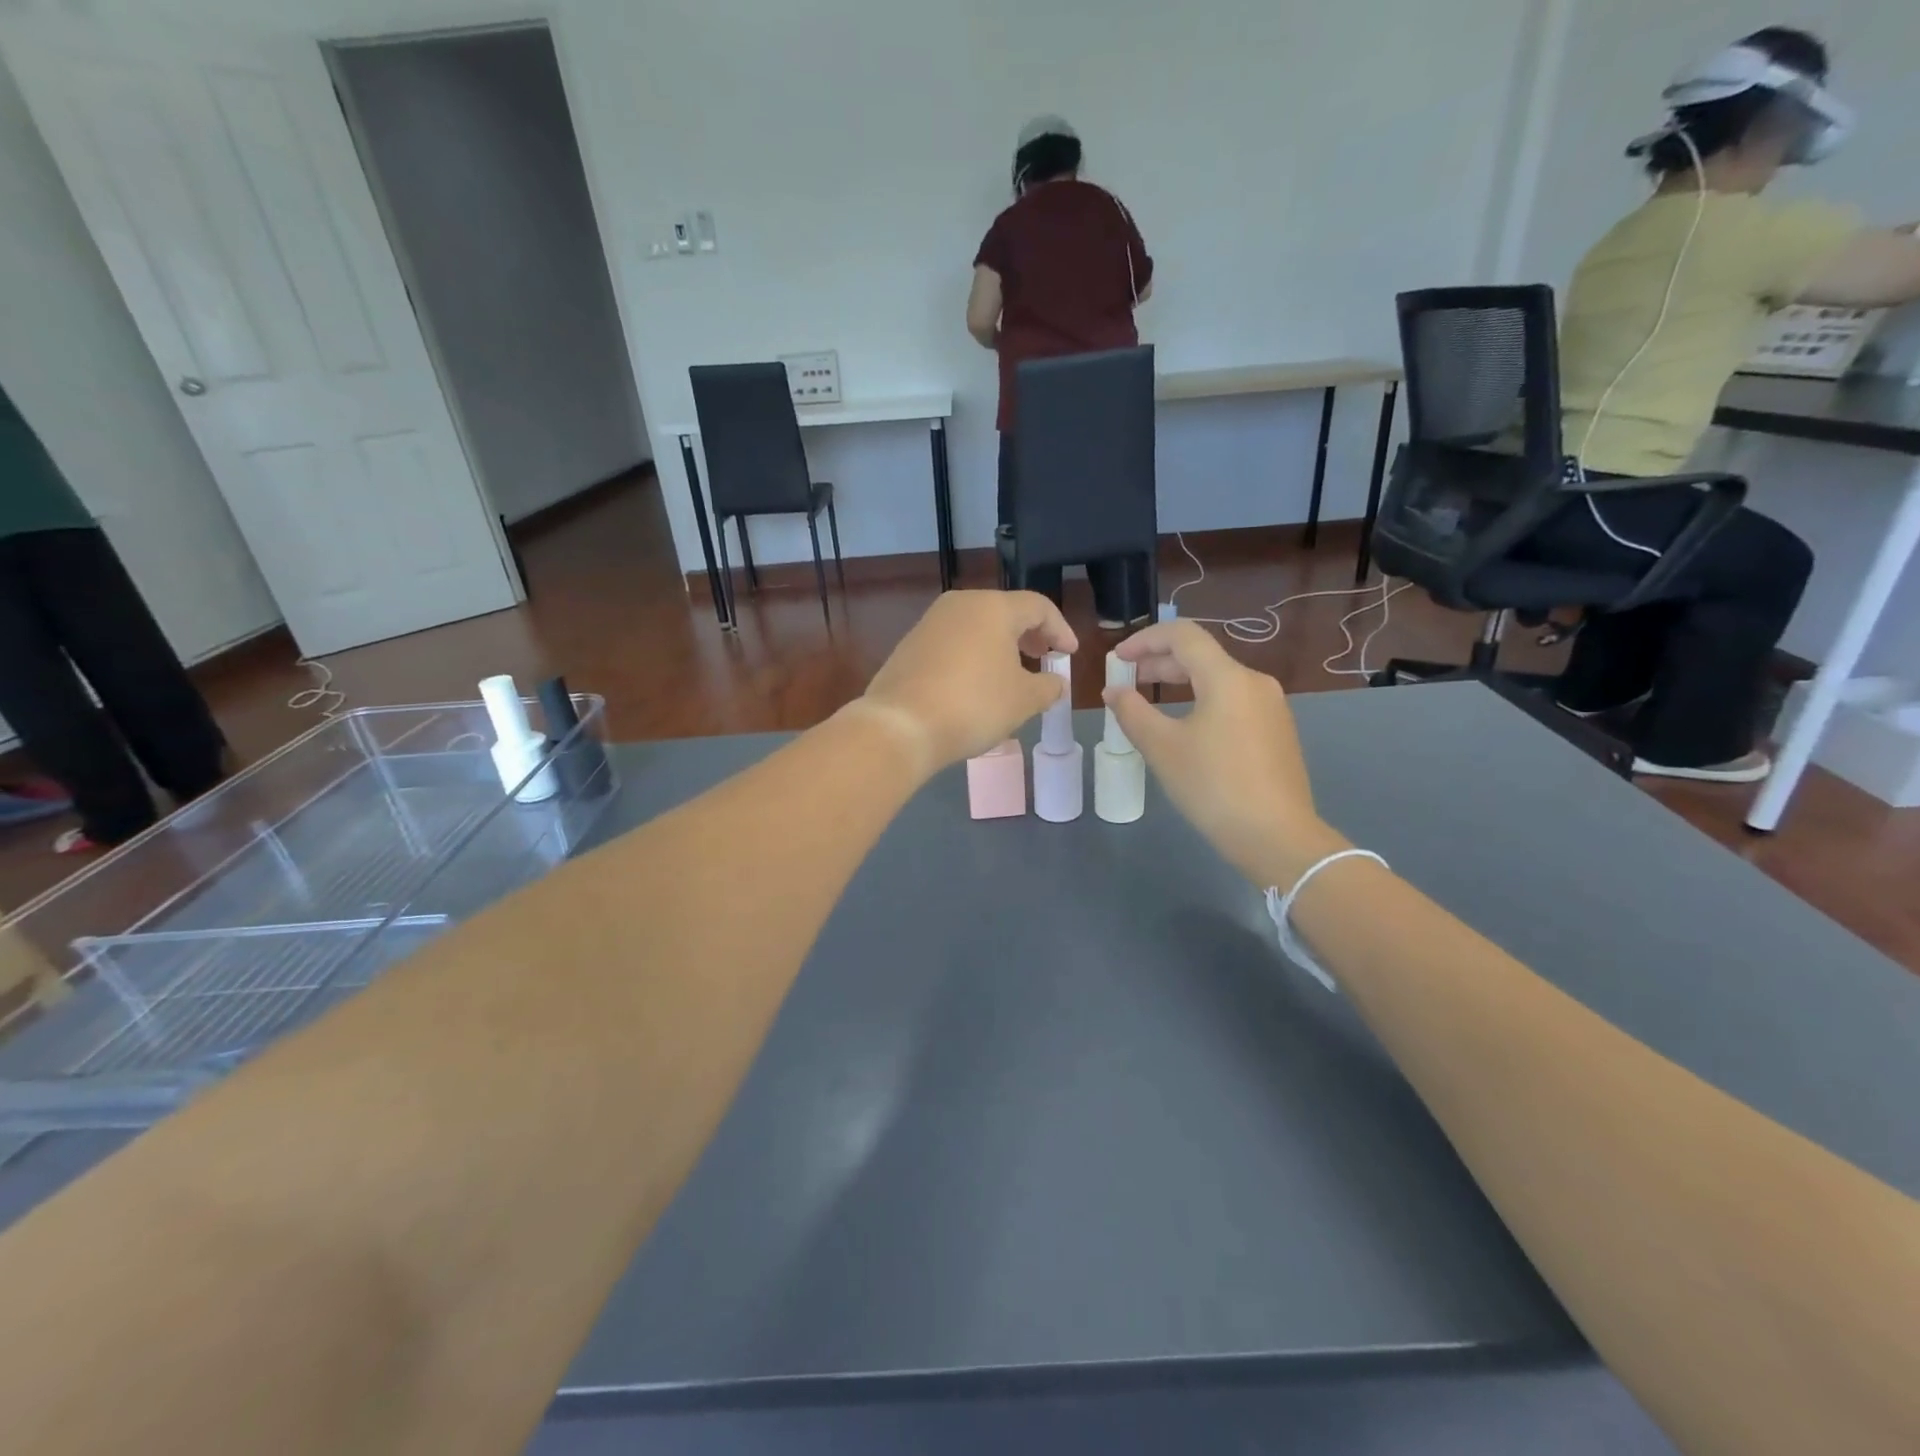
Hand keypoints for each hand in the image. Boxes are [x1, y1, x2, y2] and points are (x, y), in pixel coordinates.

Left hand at [861, 591, 1077, 772]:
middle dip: (1029, 635)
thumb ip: (1048, 687)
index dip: (1060, 630)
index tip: (1069, 655)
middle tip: (1043, 658)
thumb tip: (1055, 683)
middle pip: (1005, 612)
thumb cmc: (974, 705)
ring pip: (976, 627)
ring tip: (1012, 674)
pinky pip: (953, 643)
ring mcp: (930, 623)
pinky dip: (973, 656)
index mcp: (993, 607)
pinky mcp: (909, 645)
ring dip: (1000, 646)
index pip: (1038, 607)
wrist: (902, 725)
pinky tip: (976, 684)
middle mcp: (960, 605)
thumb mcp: (1024, 700)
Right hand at [1106, 622, 1344, 885]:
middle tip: (1127, 680)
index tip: (1118, 659)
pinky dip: (1202, 701)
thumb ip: (1132, 713)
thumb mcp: (1163, 748)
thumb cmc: (1213, 787)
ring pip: (1218, 680)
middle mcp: (1254, 682)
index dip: (1145, 640)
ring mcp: (1271, 707)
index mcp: (1228, 678)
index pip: (1183, 636)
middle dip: (1159, 662)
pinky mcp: (1277, 731)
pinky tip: (1185, 727)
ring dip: (1180, 682)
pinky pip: (1233, 701)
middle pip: (1201, 656)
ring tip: (1149, 701)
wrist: (1276, 837)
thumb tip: (1114, 692)